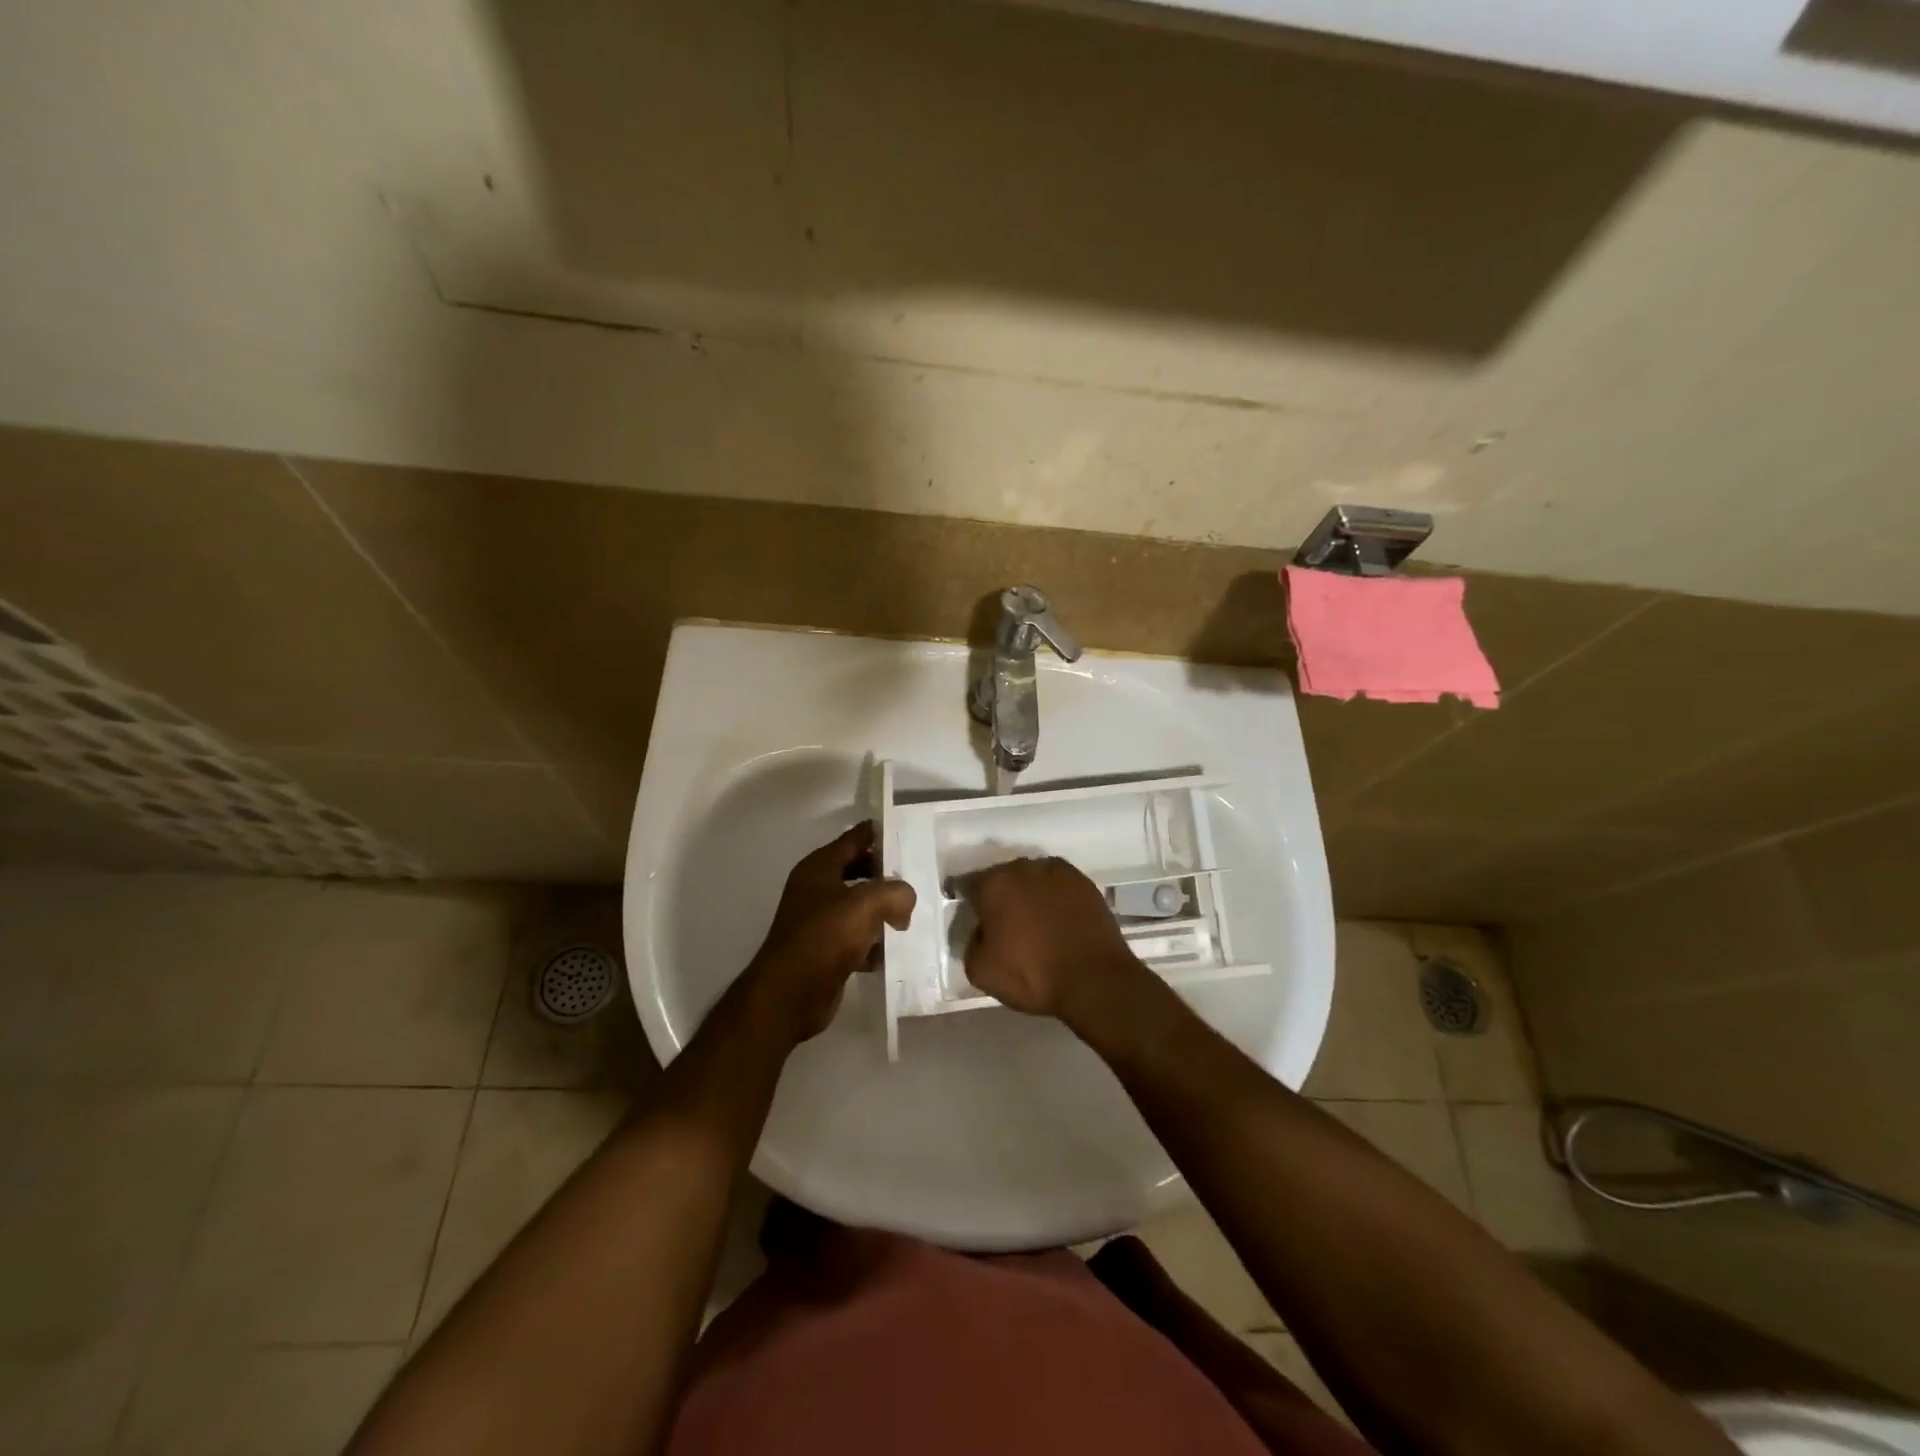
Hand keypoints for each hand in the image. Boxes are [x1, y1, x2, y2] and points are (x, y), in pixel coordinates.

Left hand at [744, 822, 914, 1043]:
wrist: (791, 994)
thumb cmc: (826, 936)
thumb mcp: (867, 903)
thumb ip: (895, 891)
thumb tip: (906, 900)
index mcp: (819, 867)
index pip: (854, 838)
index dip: (878, 833)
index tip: (906, 831)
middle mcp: (816, 889)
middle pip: (858, 871)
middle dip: (885, 875)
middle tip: (916, 877)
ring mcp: (819, 921)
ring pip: (859, 906)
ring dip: (883, 911)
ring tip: (911, 915)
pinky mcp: (825, 951)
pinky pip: (856, 937)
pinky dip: (873, 942)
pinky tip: (892, 950)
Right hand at [961, 857, 1140, 1022]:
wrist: (1094, 979)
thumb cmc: (1032, 975)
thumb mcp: (981, 971)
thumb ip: (971, 943)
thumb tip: (982, 932)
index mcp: (994, 884)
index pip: (968, 884)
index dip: (967, 901)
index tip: (972, 917)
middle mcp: (1024, 868)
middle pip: (1003, 877)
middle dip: (1000, 895)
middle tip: (1004, 922)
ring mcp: (1058, 872)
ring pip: (1033, 878)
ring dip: (1029, 893)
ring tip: (1035, 921)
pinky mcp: (1085, 882)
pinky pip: (1060, 886)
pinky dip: (1056, 898)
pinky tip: (1059, 920)